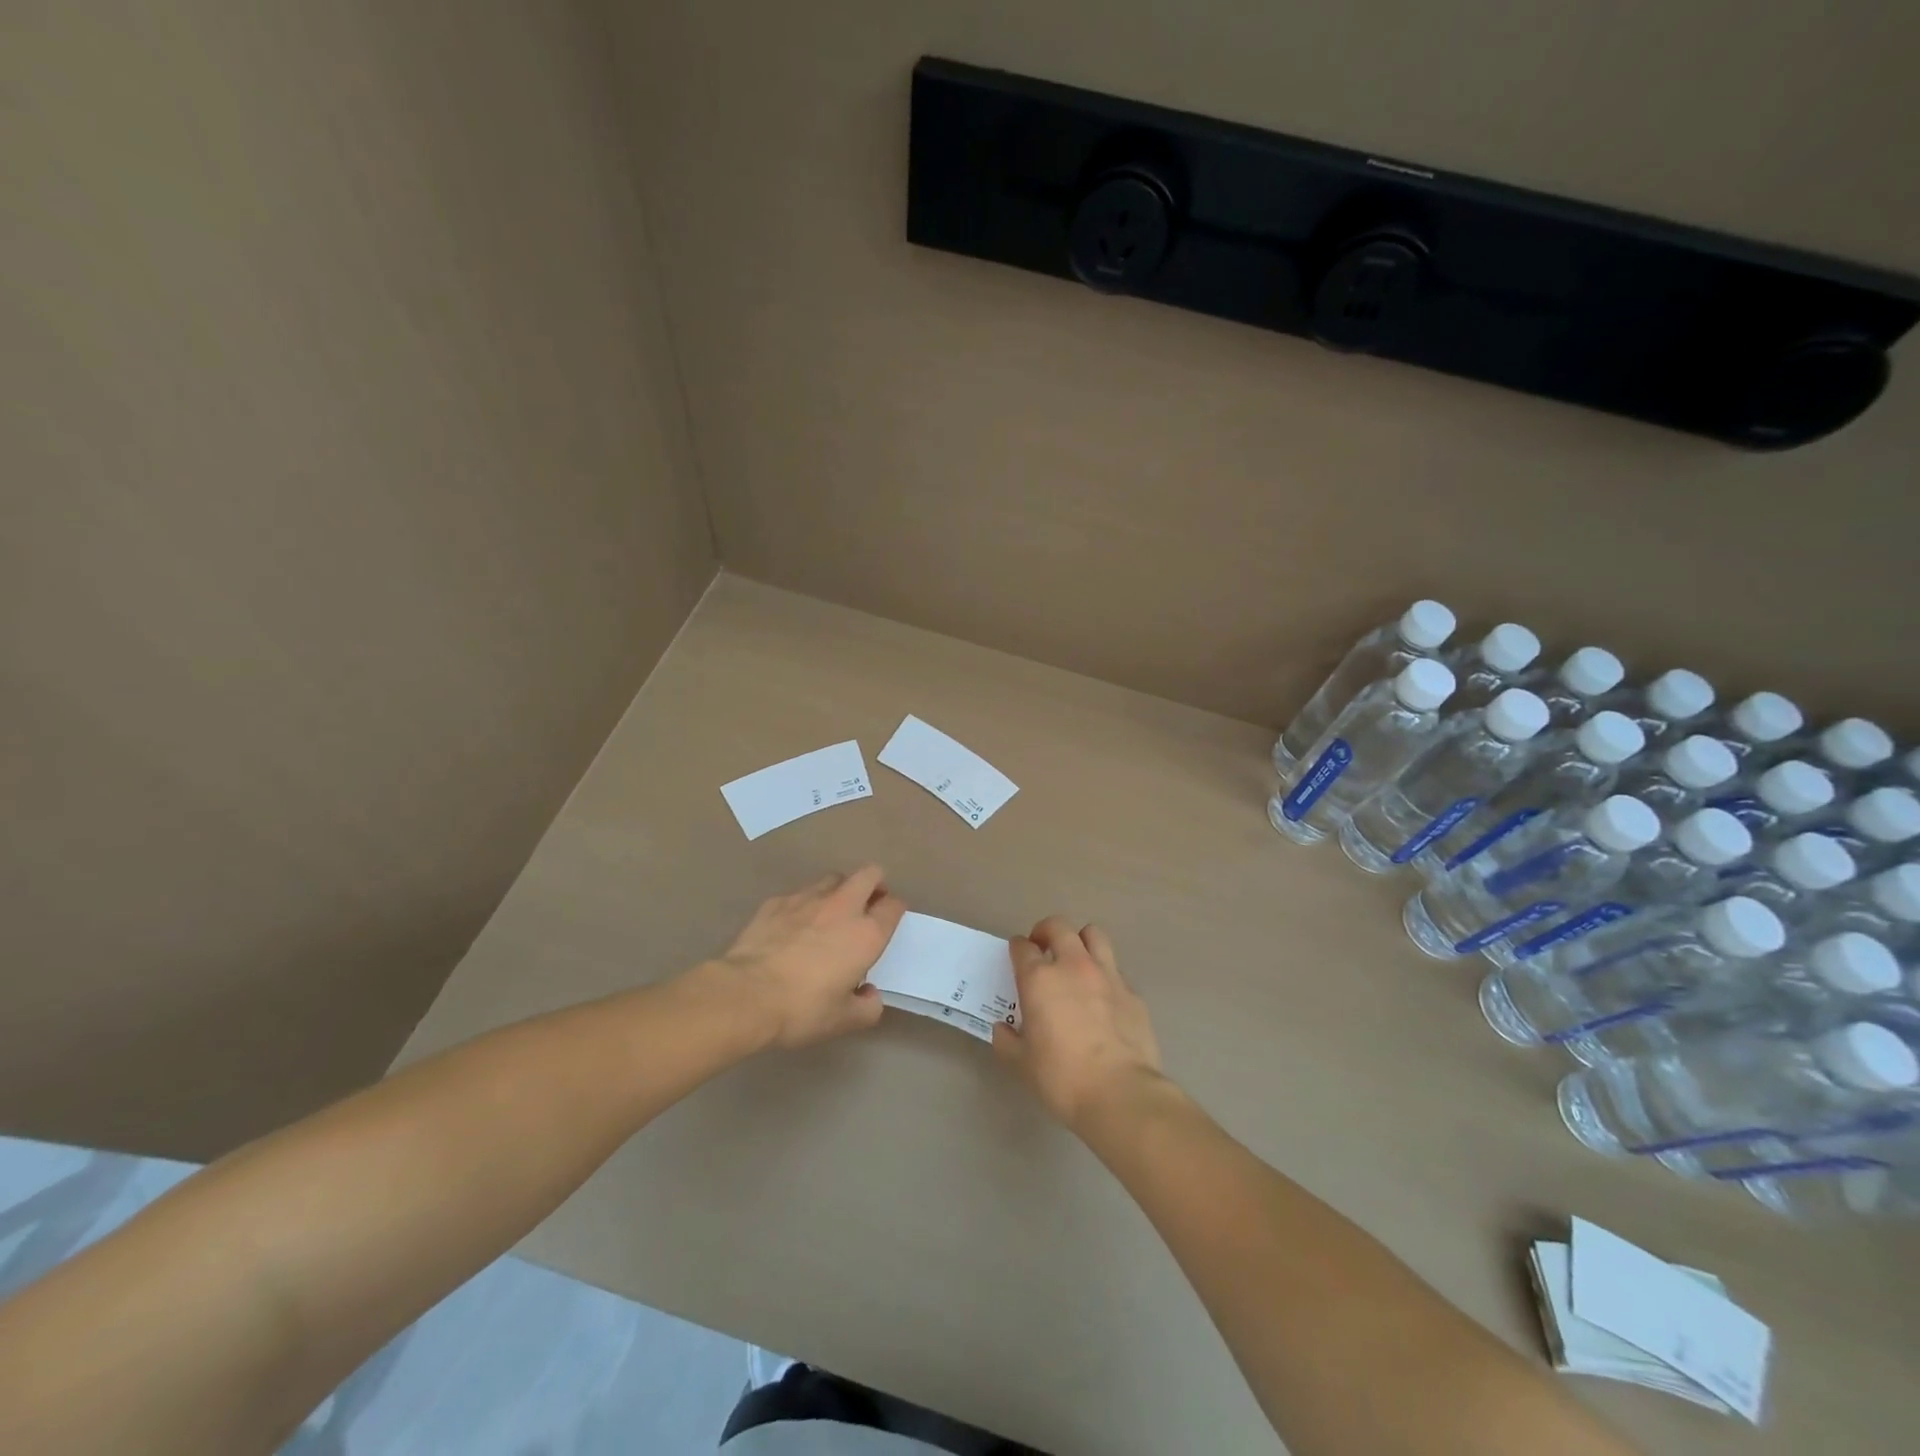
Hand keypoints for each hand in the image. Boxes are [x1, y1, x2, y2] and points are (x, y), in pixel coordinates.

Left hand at [716, 866, 905, 1048]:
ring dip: (839, 891)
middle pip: (869, 874)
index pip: (894, 905)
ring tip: (830, 914)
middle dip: (874, 884)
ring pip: (833, 879)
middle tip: (867, 905)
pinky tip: (792, 926)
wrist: (746, 995)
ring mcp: (807, 899)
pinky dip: (803, 905)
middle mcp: (842, 907)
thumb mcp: (844, 1020)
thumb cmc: (802, 1009)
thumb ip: (867, 1007)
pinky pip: (799, 894)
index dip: (895, 910)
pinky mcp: (776, 901)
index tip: (888, 922)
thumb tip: (869, 994)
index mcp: (866, 934)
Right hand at [993, 917, 1163, 1130]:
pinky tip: (1103, 998)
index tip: (1016, 955)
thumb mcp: (1022, 1064)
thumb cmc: (1062, 1077)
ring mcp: (1107, 975)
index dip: (1017, 948)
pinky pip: (1115, 970)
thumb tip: (1003, 1028)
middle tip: (1042, 948)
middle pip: (1058, 926)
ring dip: (1080, 940)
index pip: (1022, 947)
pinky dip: (1104, 975)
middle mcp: (1073, 966)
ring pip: (1093, 934)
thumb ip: (1007, 1041)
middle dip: (1046, 931)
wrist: (1120, 1092)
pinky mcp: (1132, 992)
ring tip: (1076, 960)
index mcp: (1040, 979)